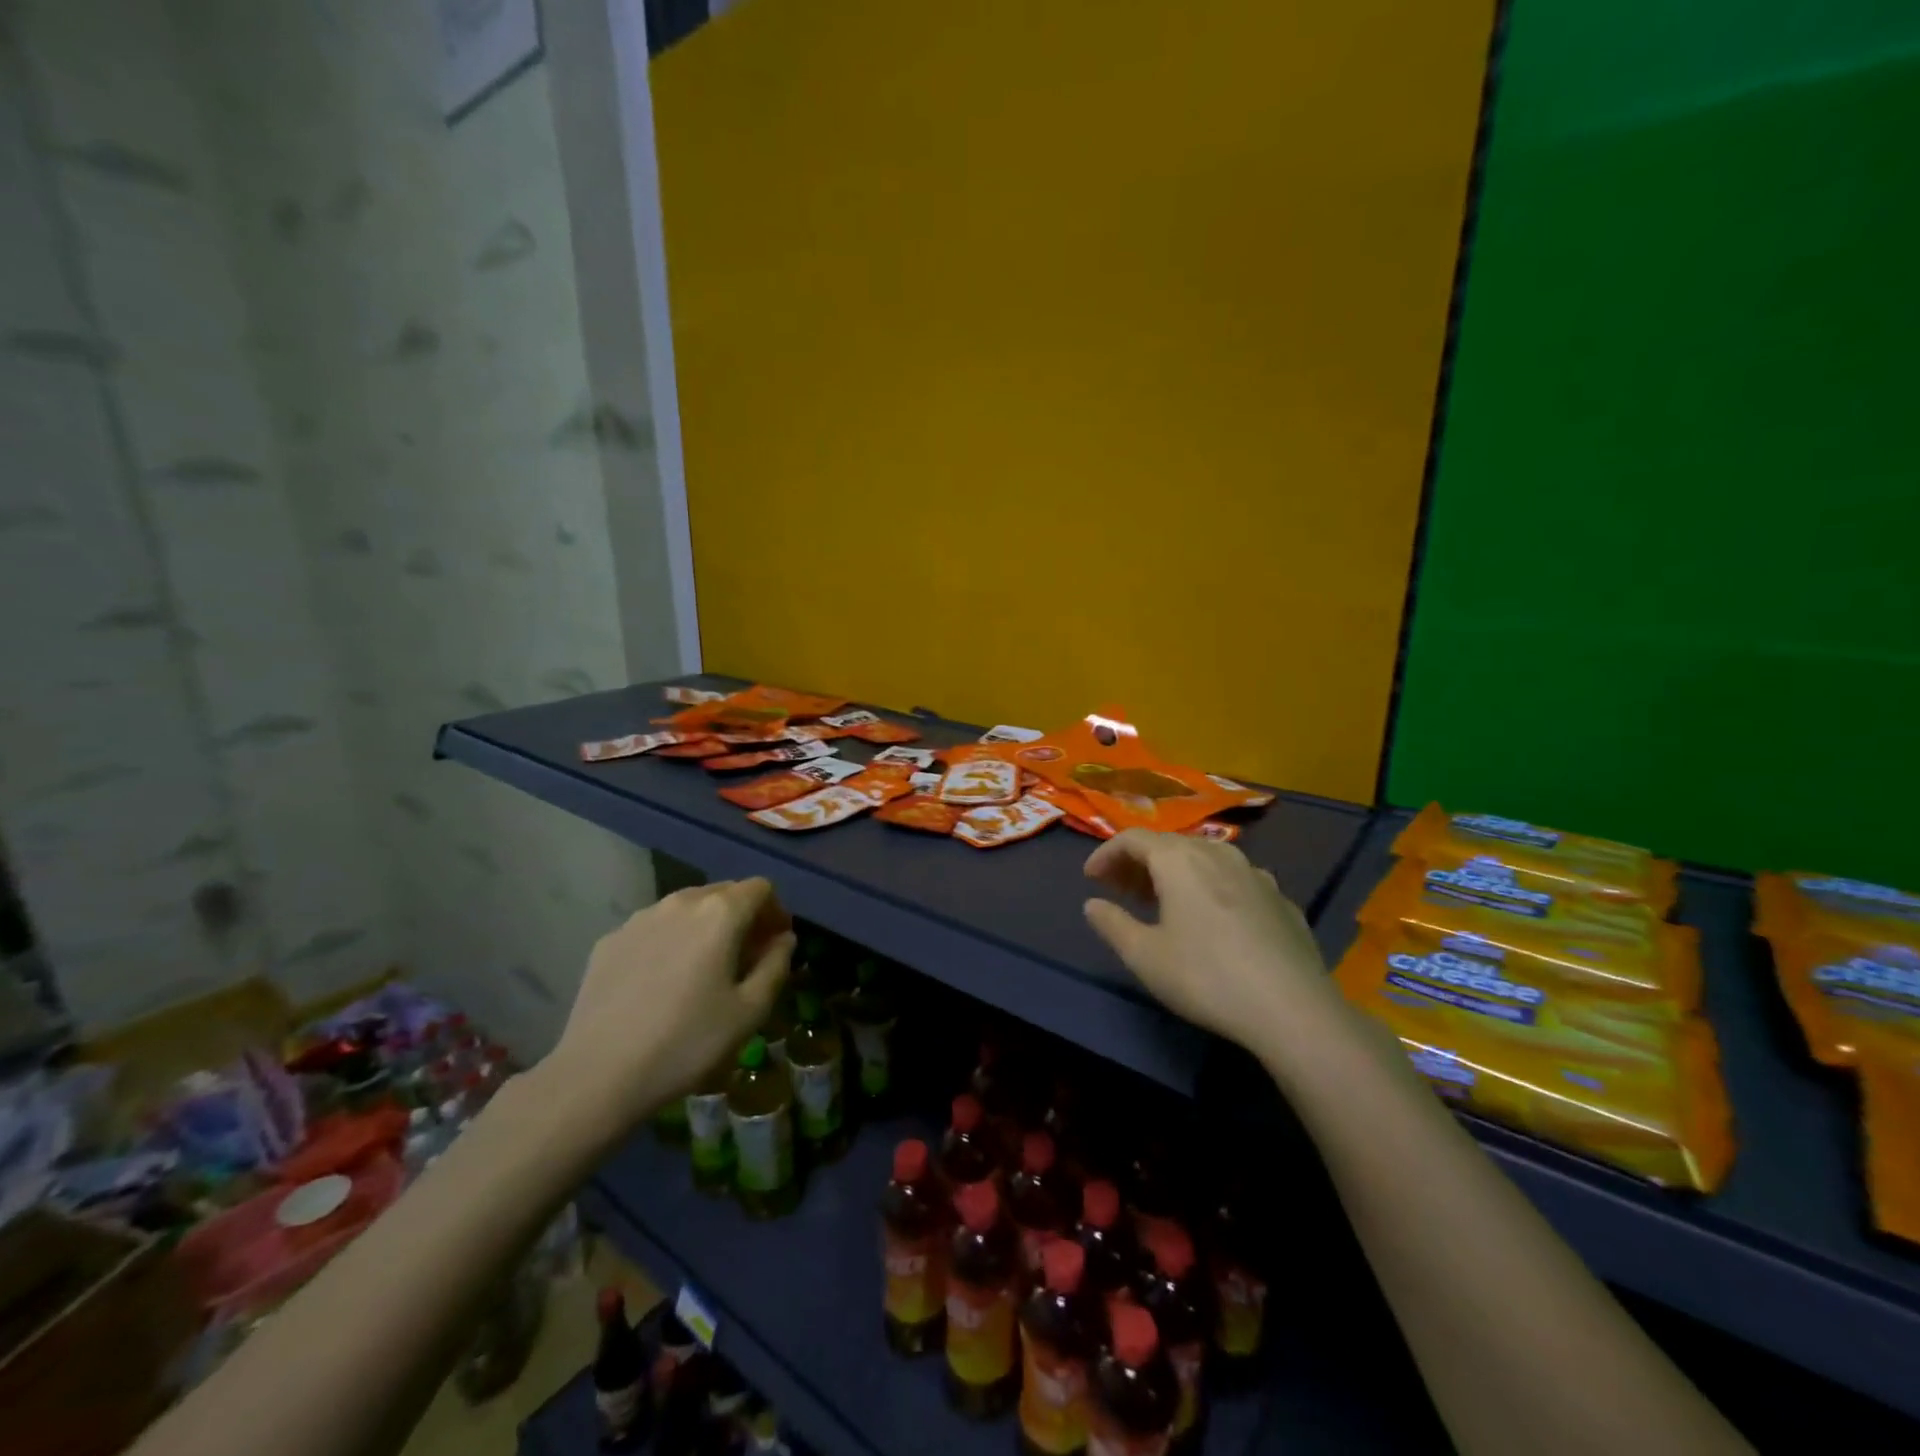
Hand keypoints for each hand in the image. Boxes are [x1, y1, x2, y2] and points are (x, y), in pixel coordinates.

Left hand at [537, 880, 792, 1146]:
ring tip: (703, 969)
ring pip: (687, 908)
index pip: (761, 889)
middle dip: (743, 917)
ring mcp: (639, 918)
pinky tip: (662, 982)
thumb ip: (776, 965)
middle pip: (724, 892)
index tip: (775, 945)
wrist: (597, 1076)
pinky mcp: (609, 940)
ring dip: (706, 927)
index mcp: (720, 913)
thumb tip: (783, 940)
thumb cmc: (687, 1043)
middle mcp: (680, 903)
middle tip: (746, 959)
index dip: (776, 912)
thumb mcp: (750, 1012)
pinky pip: (654, 928)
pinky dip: (671, 941)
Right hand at [1083, 830, 1337, 1054]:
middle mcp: (1217, 854)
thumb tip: (1092, 904)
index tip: (1090, 879)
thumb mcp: (1144, 956)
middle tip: (1120, 890)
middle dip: (1138, 862)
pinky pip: (1234, 880)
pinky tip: (1212, 920)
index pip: (1133, 839)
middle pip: (1169, 844)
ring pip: (1205, 858)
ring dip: (1176, 872)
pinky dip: (1211, 888)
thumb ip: (1112, 924)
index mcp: (1179, 860)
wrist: (1293, 1008)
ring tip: (1162, 902)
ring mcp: (1256, 874)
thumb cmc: (1206, 977)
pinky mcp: (1281, 899)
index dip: (1106, 853)